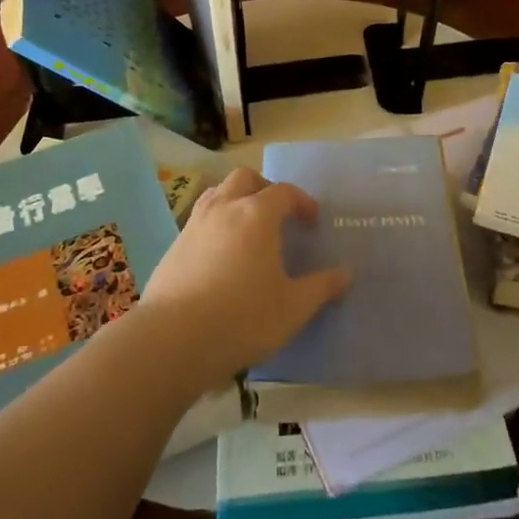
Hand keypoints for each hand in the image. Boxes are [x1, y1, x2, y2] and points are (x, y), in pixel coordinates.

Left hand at [142, 168, 350, 384]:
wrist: (174, 339)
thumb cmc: (243, 317)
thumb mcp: (293, 307)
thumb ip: (321, 287)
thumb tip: (345, 275)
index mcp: (256, 215)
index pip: (283, 192)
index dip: (302, 202)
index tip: (312, 221)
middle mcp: (224, 209)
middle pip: (244, 179)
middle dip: (264, 189)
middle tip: (278, 214)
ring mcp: (194, 225)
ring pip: (217, 194)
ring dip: (236, 201)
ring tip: (248, 229)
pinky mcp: (174, 246)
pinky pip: (200, 220)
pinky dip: (216, 225)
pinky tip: (222, 256)